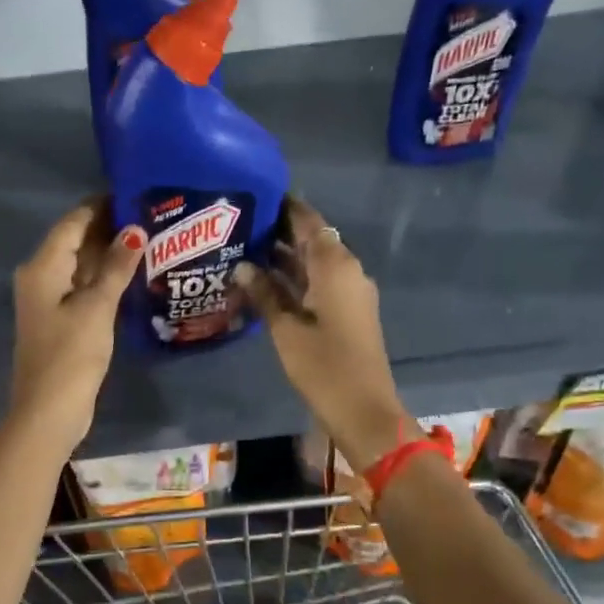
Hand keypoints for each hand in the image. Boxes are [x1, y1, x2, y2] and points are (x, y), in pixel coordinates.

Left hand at [8, 200, 144, 445]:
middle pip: (75, 241)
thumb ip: (116, 267)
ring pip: (80, 264)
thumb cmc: (71, 354)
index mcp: (42, 267)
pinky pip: (81, 286)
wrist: (48, 410)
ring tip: (149, 239)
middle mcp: (39, 276)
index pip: (73, 222)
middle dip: (109, 228)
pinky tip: (131, 274)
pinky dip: (103, 278)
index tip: (134, 194)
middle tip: (150, 216)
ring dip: (108, 254)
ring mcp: (48, 299)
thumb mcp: (97, 307)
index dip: (101, 206)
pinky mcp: (59, 319)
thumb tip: (134, 230)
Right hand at [233, 198, 413, 470]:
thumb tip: (242, 265)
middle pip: (312, 239)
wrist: (364, 409)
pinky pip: (320, 281)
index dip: (285, 206)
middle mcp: (347, 270)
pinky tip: (265, 280)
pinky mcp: (348, 310)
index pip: (308, 221)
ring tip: (245, 248)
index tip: (257, 194)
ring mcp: (350, 291)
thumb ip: (264, 292)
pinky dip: (296, 276)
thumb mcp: (285, 329)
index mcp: (335, 266)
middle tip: (240, 223)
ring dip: (285, 255)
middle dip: (279, 230)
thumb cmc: (323, 366)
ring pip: (315, 262)